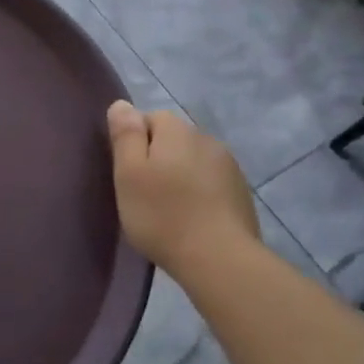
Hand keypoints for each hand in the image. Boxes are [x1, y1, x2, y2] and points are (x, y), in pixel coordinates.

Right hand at [106, 101, 258, 270]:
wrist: (219, 259)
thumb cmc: (162, 214)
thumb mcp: (128, 173)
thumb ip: (125, 135)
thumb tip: (122, 104)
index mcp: (177, 131)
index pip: (150, 118)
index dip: (134, 142)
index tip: (128, 173)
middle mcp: (206, 139)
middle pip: (173, 139)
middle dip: (158, 157)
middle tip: (143, 193)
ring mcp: (229, 166)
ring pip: (193, 160)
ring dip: (180, 175)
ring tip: (168, 208)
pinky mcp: (241, 192)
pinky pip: (211, 182)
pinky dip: (199, 192)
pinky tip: (192, 218)